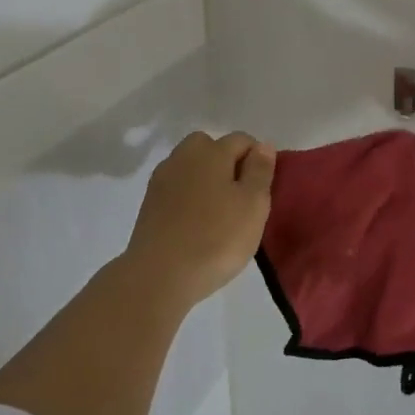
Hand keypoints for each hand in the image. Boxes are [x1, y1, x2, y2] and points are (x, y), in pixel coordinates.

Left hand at [123, 131, 276, 310]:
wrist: (160, 274)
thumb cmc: (217, 237)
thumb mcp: (254, 204)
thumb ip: (260, 170)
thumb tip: (262, 145)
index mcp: (211, 151)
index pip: (242, 140)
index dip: (258, 158)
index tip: (264, 188)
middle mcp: (183, 157)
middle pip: (210, 147)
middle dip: (227, 163)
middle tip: (241, 196)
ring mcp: (161, 180)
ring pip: (191, 167)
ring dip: (206, 180)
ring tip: (219, 212)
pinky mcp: (149, 204)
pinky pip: (177, 188)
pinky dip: (189, 197)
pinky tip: (197, 223)